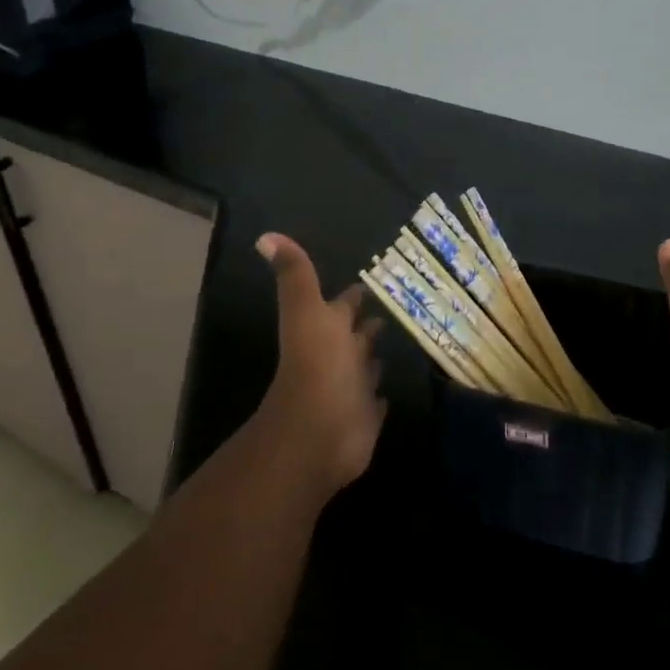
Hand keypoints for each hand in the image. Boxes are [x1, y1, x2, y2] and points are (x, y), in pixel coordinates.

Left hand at [253, 233, 386, 497]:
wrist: (317, 434)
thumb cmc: (317, 366)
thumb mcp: (306, 311)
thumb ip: (295, 275)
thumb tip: (265, 236)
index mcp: (327, 330)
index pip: (344, 305)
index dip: (355, 295)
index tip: (374, 280)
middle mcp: (339, 357)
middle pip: (358, 335)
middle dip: (372, 323)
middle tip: (400, 306)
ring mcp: (352, 388)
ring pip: (368, 366)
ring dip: (377, 356)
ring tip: (403, 341)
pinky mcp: (365, 417)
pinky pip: (376, 402)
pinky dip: (381, 395)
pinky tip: (392, 389)